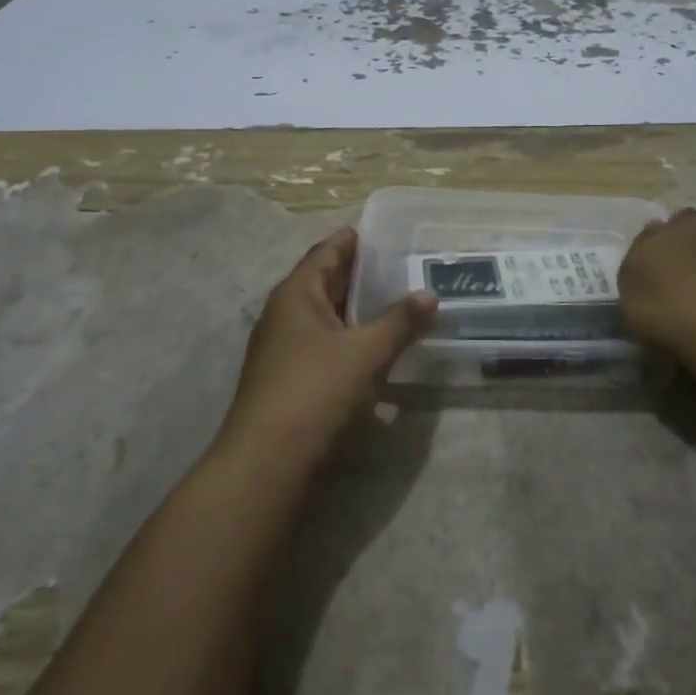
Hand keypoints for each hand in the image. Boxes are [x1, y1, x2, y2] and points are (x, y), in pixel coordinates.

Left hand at [215, 228, 436, 478]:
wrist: (267, 463)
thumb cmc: (315, 391)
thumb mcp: (365, 352)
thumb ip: (399, 321)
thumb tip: (429, 295)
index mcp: (295, 295)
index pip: (325, 253)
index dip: (351, 240)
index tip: (379, 231)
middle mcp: (284, 315)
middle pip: (323, 283)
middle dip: (357, 274)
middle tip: (398, 265)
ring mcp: (282, 350)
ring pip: (324, 317)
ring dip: (354, 309)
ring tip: (394, 302)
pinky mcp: (288, 381)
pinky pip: (323, 345)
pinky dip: (348, 338)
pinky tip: (373, 347)